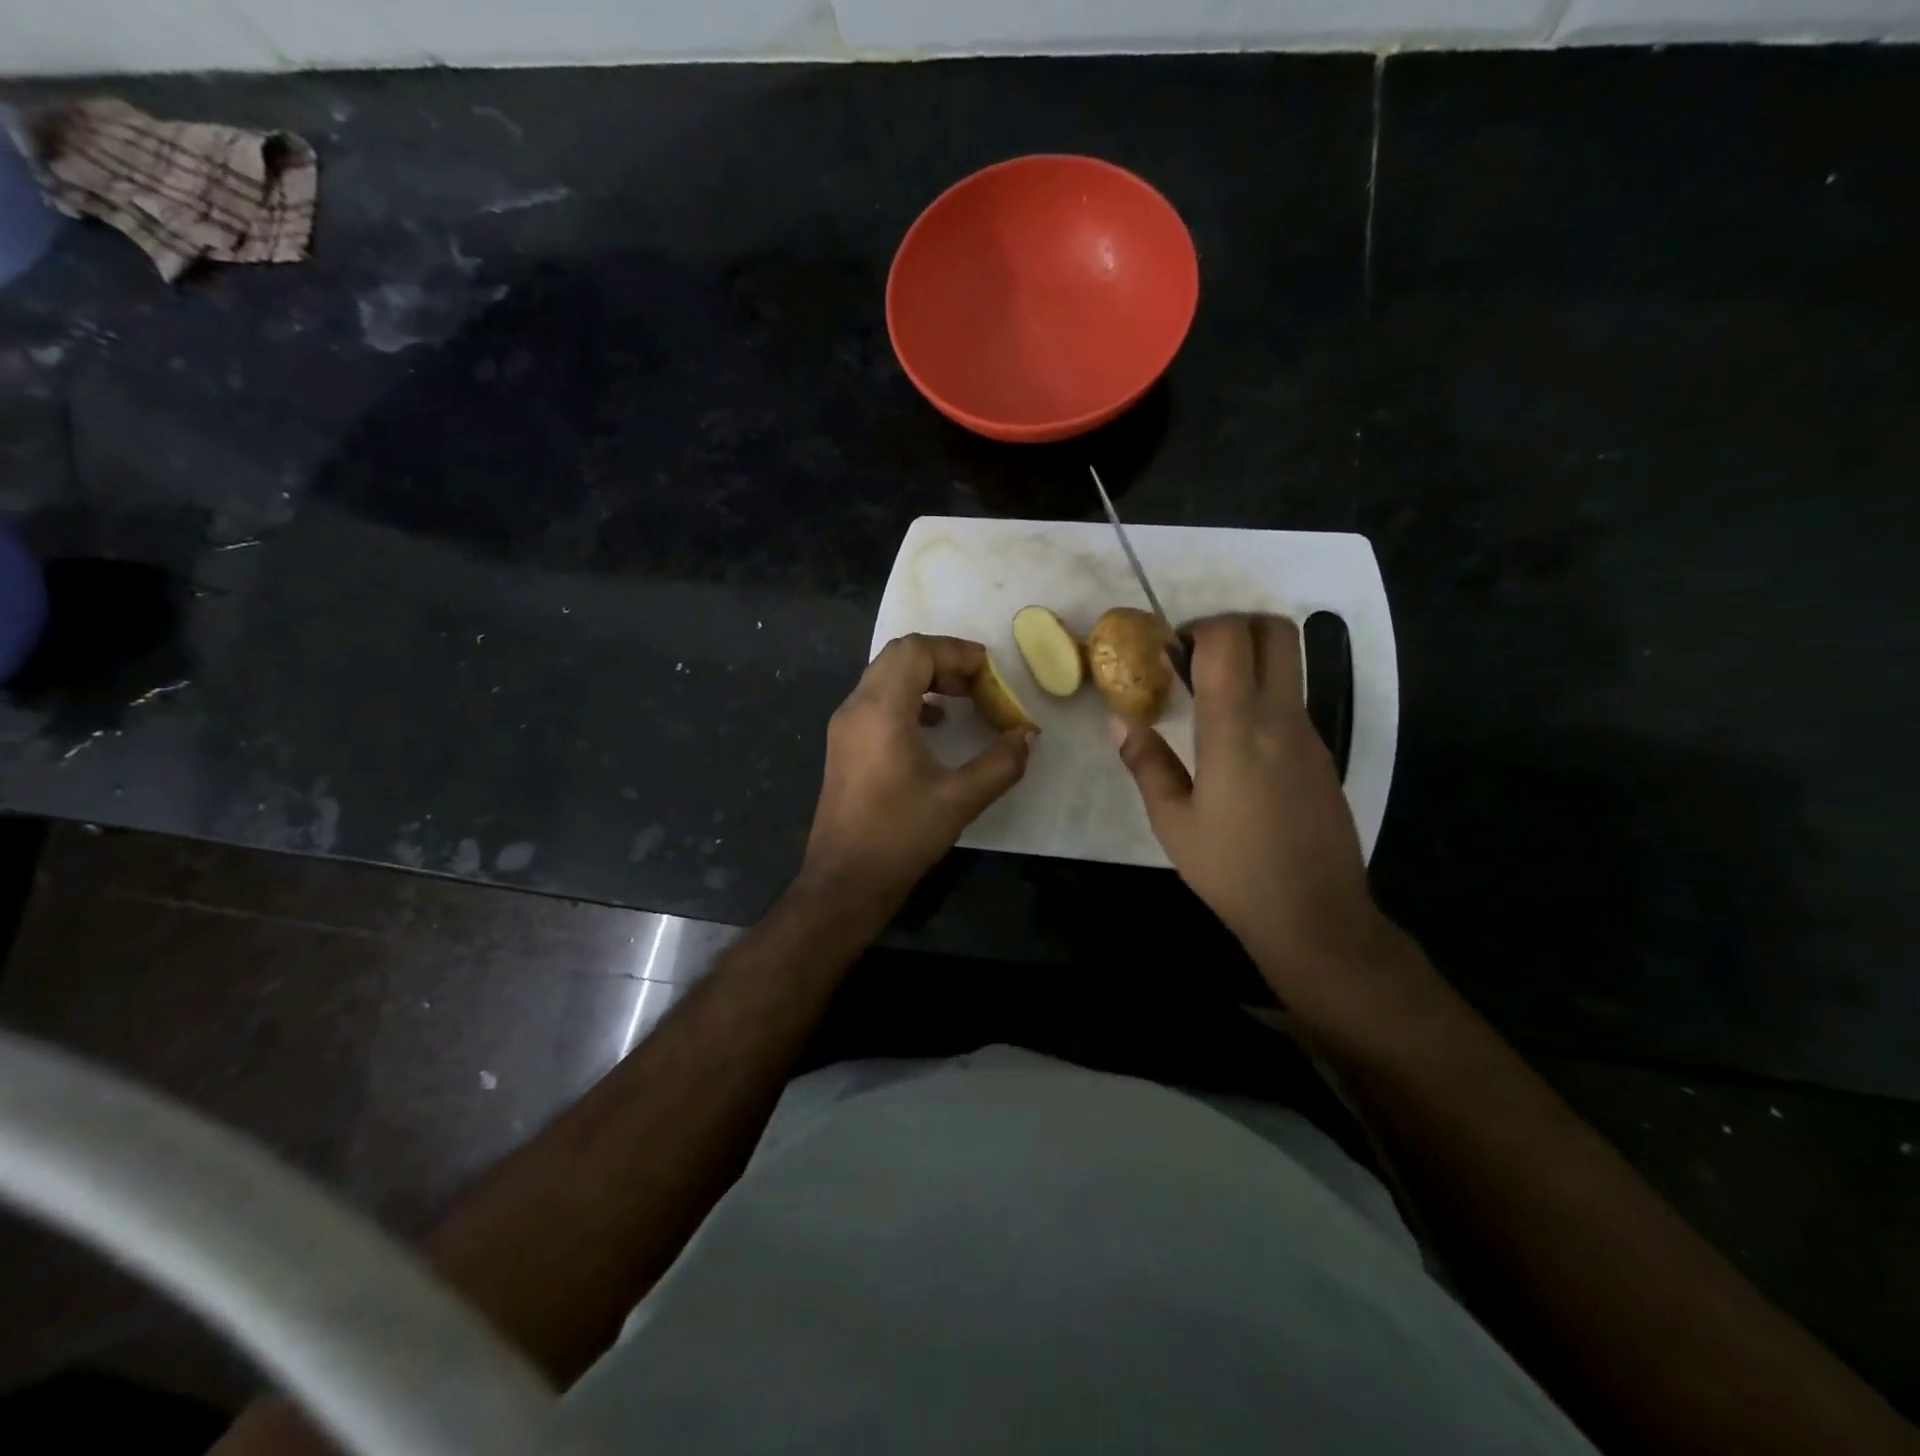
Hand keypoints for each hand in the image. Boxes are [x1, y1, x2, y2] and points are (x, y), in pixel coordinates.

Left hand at [801, 634, 1031, 910]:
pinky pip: (877, 701)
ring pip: (885, 676)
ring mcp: (845, 726)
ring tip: (963, 699)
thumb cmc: (900, 838)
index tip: (990, 673)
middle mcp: (856, 707)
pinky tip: (935, 724)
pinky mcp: (844, 745)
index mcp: (880, 710)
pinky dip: (908, 698)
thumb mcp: (960, 800)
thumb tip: (1028, 736)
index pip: (916, 650)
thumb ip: (1001, 764)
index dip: (957, 652)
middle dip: (943, 660)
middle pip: (898, 656)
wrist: (844, 881)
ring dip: (925, 677)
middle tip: (979, 684)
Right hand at [1111, 614, 1390, 980]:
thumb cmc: (1232, 870)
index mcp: (1237, 729)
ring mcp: (1309, 734)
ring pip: (1288, 664)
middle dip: (1233, 625)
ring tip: (1206, 702)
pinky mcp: (1322, 754)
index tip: (1169, 652)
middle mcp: (1281, 718)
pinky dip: (1262, 696)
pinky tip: (1234, 744)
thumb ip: (1146, 763)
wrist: (1314, 915)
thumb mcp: (1172, 821)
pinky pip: (1292, 701)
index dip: (1198, 627)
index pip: (1230, 639)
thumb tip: (1121, 720)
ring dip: (1248, 660)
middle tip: (1194, 658)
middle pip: (1275, 631)